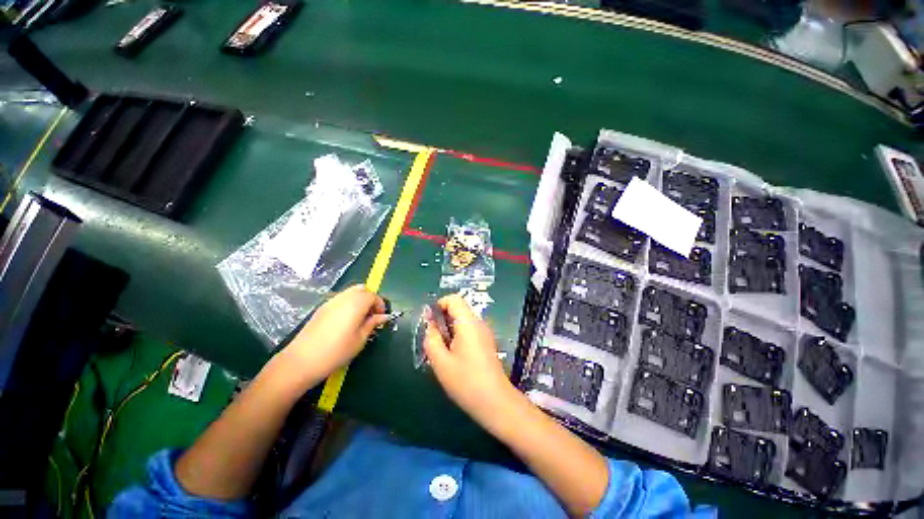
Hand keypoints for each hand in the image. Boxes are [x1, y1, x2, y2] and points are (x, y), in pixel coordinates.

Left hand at [279, 285, 389, 386]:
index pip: (373, 296)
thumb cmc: (336, 351)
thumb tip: (383, 317)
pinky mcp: (321, 308)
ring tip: (360, 319)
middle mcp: (344, 298)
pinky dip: (348, 304)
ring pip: (350, 292)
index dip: (380, 305)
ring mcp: (331, 301)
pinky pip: (340, 299)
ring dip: (359, 300)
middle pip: (362, 289)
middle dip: (370, 299)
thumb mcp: (360, 339)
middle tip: (372, 315)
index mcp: (356, 303)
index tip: (381, 317)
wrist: (302, 361)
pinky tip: (346, 321)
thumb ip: (372, 324)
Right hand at [423, 295, 521, 429]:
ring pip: (463, 321)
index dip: (439, 305)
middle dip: (443, 320)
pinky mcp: (487, 342)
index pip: (454, 299)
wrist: (495, 402)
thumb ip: (431, 338)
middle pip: (458, 309)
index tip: (430, 322)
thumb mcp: (441, 361)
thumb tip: (429, 322)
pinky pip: (469, 330)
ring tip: (443, 352)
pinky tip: (455, 357)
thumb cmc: (466, 381)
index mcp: (468, 323)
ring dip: (449, 330)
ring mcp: (485, 332)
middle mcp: (479, 323)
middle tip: (434, 341)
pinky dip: (458, 336)